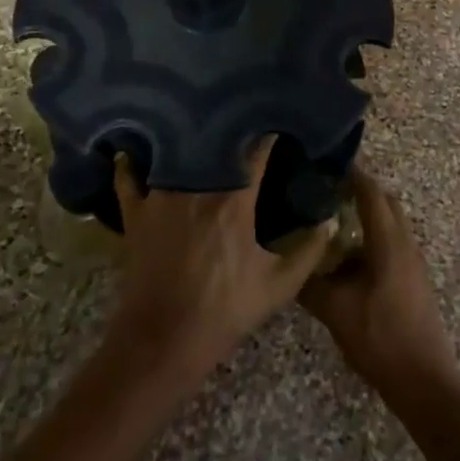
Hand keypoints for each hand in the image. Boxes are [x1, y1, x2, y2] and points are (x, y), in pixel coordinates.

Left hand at [106, 137, 330, 388]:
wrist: (164, 340)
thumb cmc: (225, 311)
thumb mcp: (278, 286)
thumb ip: (309, 251)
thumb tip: (330, 222)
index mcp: (234, 199)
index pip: (256, 150)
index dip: (268, 134)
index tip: (277, 124)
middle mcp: (196, 186)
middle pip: (214, 142)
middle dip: (229, 130)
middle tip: (239, 119)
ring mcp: (161, 196)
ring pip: (174, 152)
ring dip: (187, 140)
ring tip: (196, 126)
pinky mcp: (135, 213)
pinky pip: (129, 178)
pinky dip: (131, 163)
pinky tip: (133, 151)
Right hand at [301, 169, 459, 402]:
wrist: (424, 382)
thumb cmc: (381, 338)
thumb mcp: (336, 311)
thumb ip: (310, 283)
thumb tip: (288, 261)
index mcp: (389, 241)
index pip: (370, 192)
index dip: (351, 174)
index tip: (325, 164)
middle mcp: (405, 243)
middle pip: (384, 202)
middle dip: (358, 191)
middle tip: (326, 191)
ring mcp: (413, 262)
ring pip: (390, 224)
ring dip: (366, 216)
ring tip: (332, 221)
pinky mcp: (414, 279)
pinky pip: (392, 244)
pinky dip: (371, 239)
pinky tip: (348, 259)